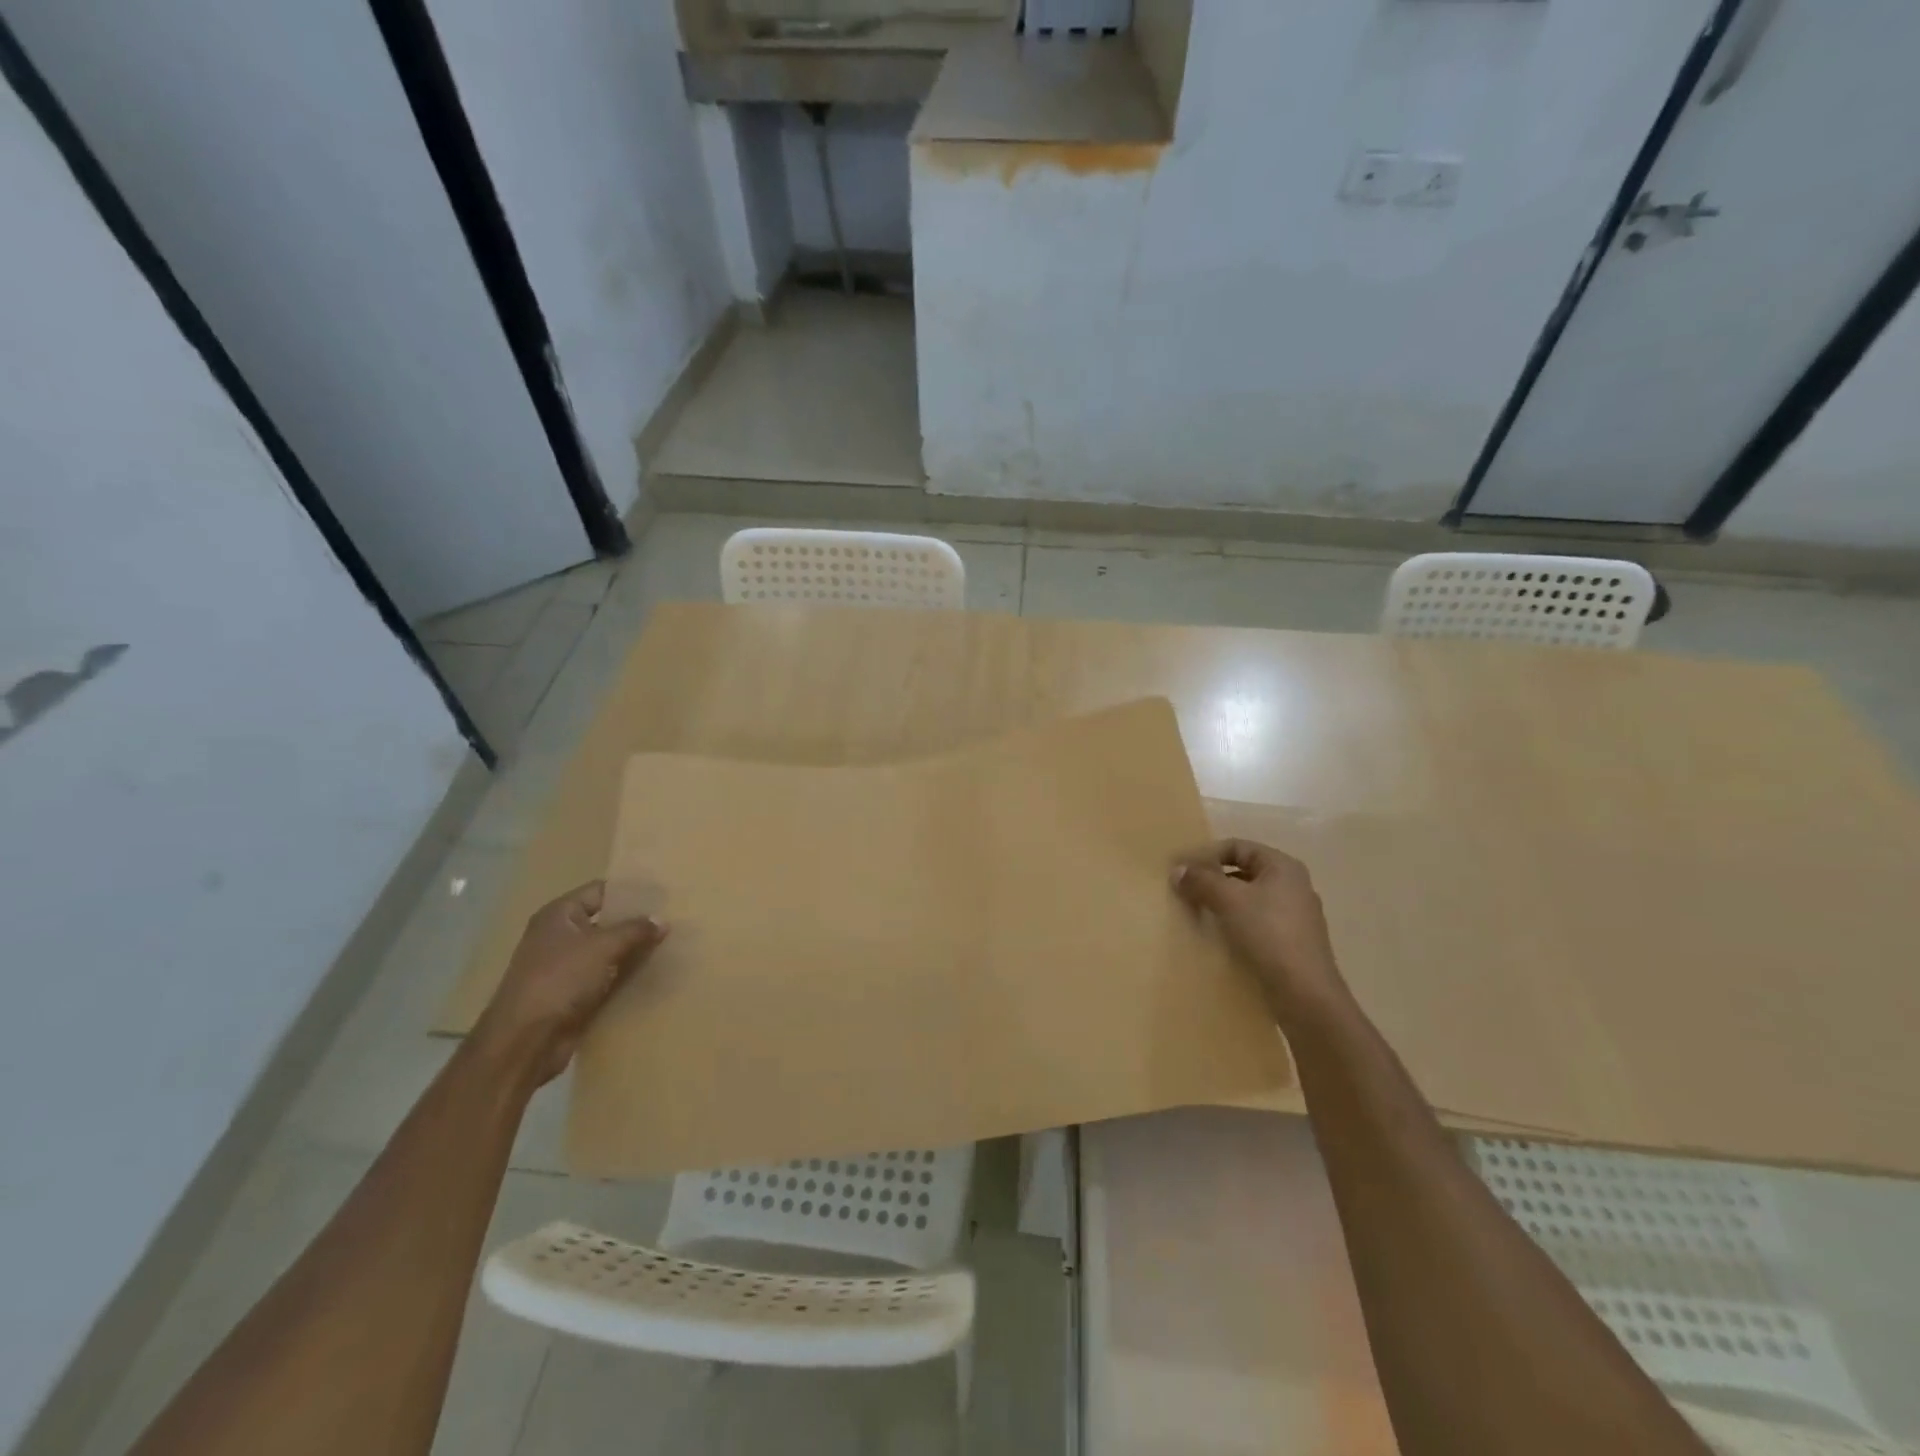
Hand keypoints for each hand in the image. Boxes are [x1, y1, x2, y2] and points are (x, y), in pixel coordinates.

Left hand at [469, 881, 667, 1087]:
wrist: (526, 1041)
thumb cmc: (560, 980)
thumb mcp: (602, 947)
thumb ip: (635, 930)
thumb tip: (663, 920)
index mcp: (559, 915)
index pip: (600, 891)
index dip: (630, 892)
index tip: (663, 894)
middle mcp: (560, 937)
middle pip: (606, 922)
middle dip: (636, 923)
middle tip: (673, 919)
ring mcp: (566, 968)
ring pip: (609, 952)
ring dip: (634, 952)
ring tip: (671, 945)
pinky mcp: (574, 995)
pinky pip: (607, 978)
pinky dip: (626, 976)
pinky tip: (655, 974)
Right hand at [1172, 840, 1348, 1024]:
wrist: (1304, 993)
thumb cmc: (1268, 933)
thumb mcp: (1228, 900)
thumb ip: (1201, 880)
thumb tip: (1177, 870)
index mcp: (1283, 866)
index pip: (1237, 847)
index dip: (1206, 854)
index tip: (1181, 870)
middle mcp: (1293, 885)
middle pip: (1244, 871)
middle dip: (1212, 879)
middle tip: (1185, 891)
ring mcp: (1296, 915)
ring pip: (1249, 898)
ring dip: (1222, 902)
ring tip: (1197, 914)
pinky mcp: (1292, 942)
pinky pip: (1256, 922)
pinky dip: (1235, 923)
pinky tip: (1219, 936)